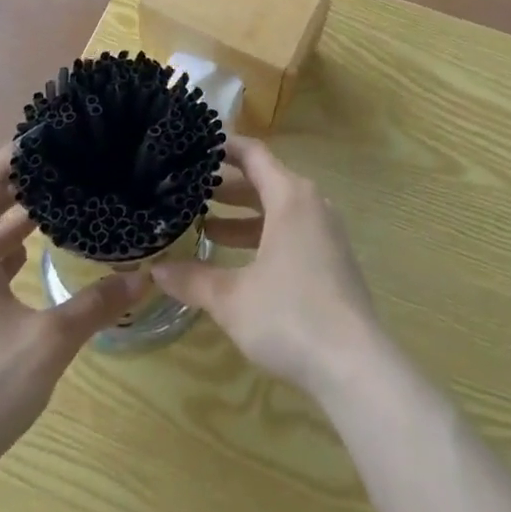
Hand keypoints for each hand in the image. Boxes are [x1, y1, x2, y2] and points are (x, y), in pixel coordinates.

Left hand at [0, 143, 147, 482]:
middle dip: (24, 188)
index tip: (46, 135)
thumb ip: (97, 303)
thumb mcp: (51, 341)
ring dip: (15, 223)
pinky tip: (32, 263)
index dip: (12, 155)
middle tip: (67, 170)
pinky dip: (3, 254)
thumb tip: (146, 276)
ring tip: (59, 209)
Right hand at [155, 136, 379, 397]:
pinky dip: (262, 235)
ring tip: (203, 224)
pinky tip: (236, 260)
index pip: (253, 154)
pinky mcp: (331, 259)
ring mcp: (325, 232)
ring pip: (277, 209)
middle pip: (264, 180)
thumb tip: (155, 269)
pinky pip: (290, 231)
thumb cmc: (290, 316)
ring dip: (242, 215)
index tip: (193, 146)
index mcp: (290, 196)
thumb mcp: (232, 298)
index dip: (223, 146)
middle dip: (226, 185)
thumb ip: (192, 279)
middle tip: (188, 188)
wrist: (355, 365)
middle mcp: (311, 204)